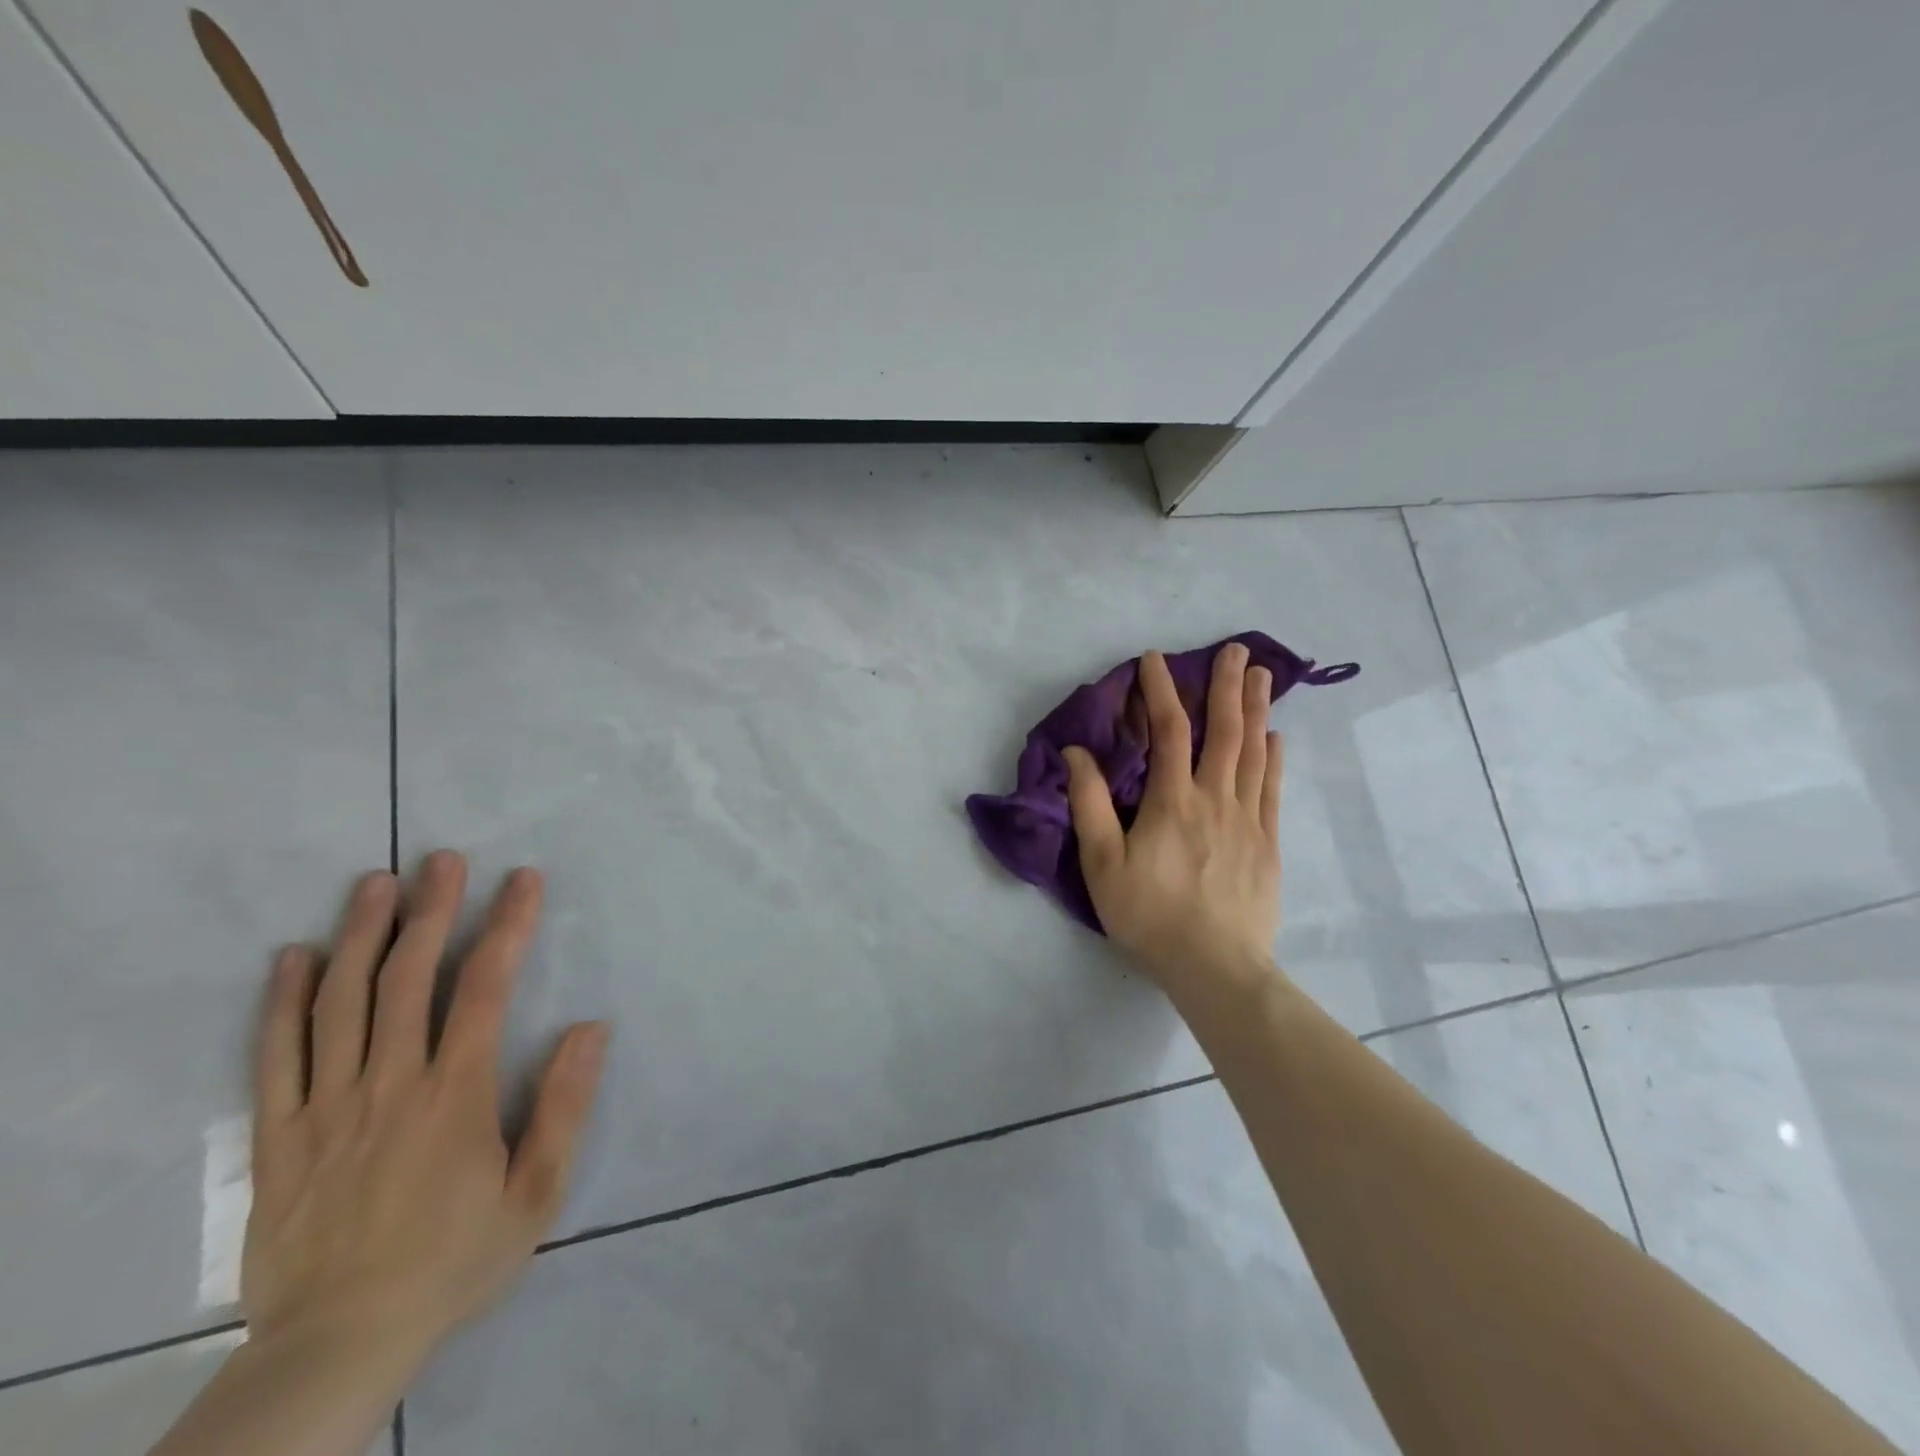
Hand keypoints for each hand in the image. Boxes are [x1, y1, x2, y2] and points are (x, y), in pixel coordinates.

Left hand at [243, 851, 608, 1369]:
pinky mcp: (278, 1136)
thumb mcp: (536, 1194)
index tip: (523, 880)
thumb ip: (564, 1107)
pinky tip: (294, 957)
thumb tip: (592, 1028)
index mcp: (454, 1095)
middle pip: (407, 980)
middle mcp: (389, 1085)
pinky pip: (275, 1057)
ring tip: (376, 883)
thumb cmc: (454, 1260)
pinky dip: (283, 1002)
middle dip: (430, 911)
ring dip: (361, 935)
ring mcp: (326, 1107)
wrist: (337, 1345)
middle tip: (442, 859)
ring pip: (340, 1003)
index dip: (507, 926)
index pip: (484, 989)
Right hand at [1063, 643, 1282, 991]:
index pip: (1168, 731)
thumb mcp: (1102, 863)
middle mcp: (1215, 799)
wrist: (1214, 967)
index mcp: (1172, 801)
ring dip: (1256, 710)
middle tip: (1237, 649)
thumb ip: (1089, 804)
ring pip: (1254, 753)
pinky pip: (1273, 789)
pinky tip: (1276, 737)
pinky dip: (1274, 758)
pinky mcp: (1268, 843)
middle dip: (1227, 686)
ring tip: (1261, 676)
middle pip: (1224, 731)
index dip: (1161, 690)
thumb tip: (1078, 753)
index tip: (1155, 659)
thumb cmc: (1149, 915)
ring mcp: (1248, 820)